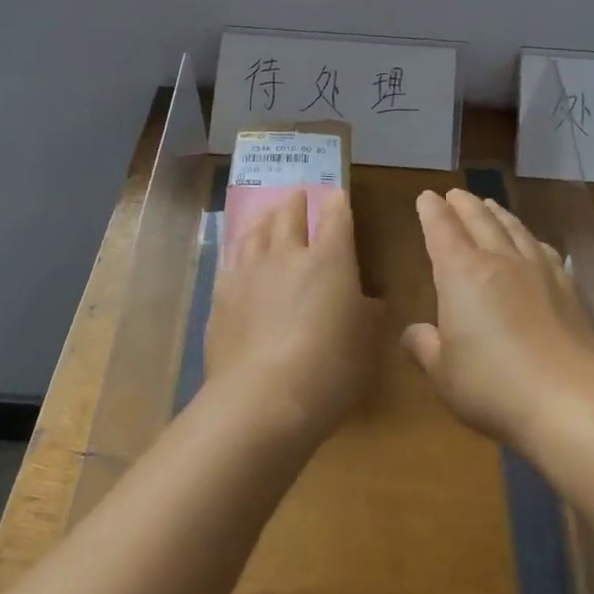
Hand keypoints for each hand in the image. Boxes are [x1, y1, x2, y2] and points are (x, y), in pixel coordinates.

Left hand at [205, 187, 384, 445]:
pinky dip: (239, 250)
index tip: (337, 196)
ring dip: (265, 218)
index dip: (337, 203)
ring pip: (256, 231)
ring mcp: (249, 272)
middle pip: (289, 214)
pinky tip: (239, 256)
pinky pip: (231, 260)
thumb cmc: (329, 371)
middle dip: (297, 201)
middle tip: (298, 195)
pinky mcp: (221, 295)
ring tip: (267, 214)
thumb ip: (368, 316)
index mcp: (330, 260)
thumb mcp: (366, 346)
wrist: (262, 399)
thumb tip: (371, 302)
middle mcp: (287, 255)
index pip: (335, 217)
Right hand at [403, 189, 593, 450]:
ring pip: (514, 229)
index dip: (431, 211)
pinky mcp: (569, 289)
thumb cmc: (493, 386)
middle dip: (464, 204)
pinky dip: (531, 239)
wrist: (572, 401)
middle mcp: (499, 260)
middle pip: (480, 220)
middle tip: (455, 194)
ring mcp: (539, 271)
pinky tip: (534, 244)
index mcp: (461, 273)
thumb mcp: (443, 374)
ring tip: (491, 206)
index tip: (426, 197)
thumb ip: (424, 347)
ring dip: (498, 214)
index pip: (442, 230)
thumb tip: (413, 332)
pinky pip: (544, 250)